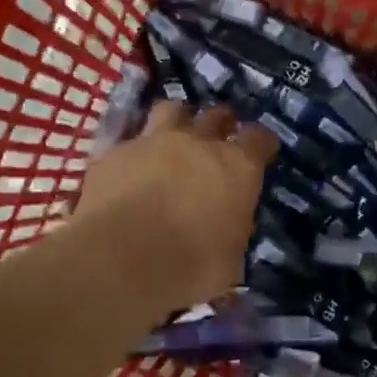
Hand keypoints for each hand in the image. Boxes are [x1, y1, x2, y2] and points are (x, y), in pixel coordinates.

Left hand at [74, 100, 276, 310]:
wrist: (119, 261)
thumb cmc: (189, 266)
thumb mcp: (229, 262)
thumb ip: (232, 235)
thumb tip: (227, 235)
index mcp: (237, 168)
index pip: (260, 139)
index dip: (262, 144)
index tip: (262, 152)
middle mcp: (198, 143)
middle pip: (217, 115)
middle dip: (222, 123)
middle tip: (220, 136)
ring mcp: (153, 141)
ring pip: (172, 109)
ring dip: (179, 118)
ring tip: (177, 133)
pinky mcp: (114, 152)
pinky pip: (131, 139)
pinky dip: (137, 149)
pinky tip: (133, 165)